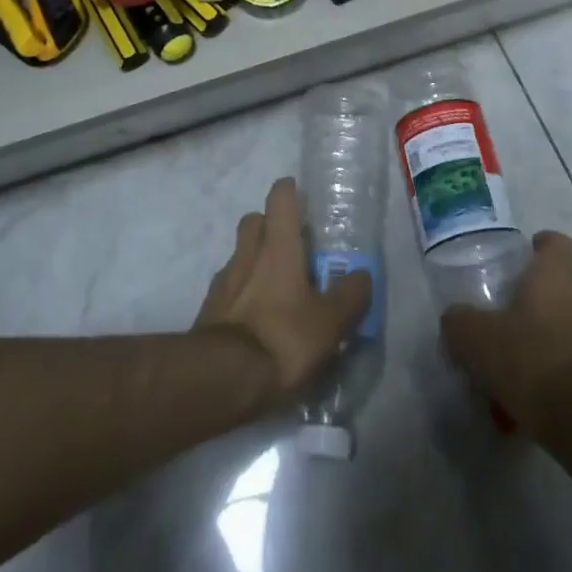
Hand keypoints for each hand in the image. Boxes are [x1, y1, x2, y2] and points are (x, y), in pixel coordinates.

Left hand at [196, 178, 371, 408]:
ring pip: (241, 255)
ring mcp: (224, 281)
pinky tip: (258, 319)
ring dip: (257, 262)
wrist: (221, 379)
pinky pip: (230, 288)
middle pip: (254, 221)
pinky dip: (243, 294)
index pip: (280, 197)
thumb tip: (362, 275)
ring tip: (279, 290)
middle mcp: (248, 253)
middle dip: (271, 227)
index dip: (291, 192)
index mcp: (278, 246)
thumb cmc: (282, 339)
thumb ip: (350, 296)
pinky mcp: (209, 310)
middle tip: (295, 248)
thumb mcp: (330, 323)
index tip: (304, 201)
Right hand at [440, 231, 571, 436]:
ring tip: (515, 367)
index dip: (541, 246)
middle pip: (562, 285)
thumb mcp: (476, 338)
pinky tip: (532, 399)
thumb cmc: (532, 360)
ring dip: (546, 338)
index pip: (557, 243)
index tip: (522, 257)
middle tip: (504, 316)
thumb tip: (456, 318)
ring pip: (569, 326)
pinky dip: (557, 373)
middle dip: (536, 298)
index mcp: (556, 275)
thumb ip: (460, 321)